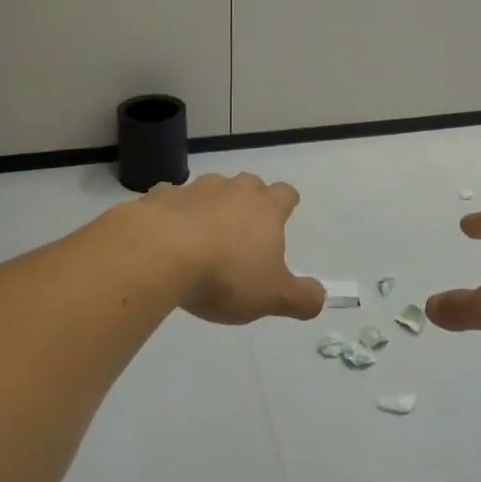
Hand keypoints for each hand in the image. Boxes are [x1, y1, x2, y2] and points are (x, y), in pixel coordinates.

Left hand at [138, 173, 324, 325]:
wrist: (160, 254)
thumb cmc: (226, 275)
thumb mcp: (272, 296)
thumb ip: (302, 298)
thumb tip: (320, 297)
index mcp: (265, 209)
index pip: (285, 194)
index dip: (286, 202)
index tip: (285, 212)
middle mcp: (233, 191)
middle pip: (249, 183)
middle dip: (249, 198)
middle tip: (245, 224)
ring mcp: (195, 191)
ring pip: (211, 187)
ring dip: (212, 203)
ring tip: (205, 229)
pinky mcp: (160, 198)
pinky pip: (171, 198)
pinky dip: (174, 211)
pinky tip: (167, 233)